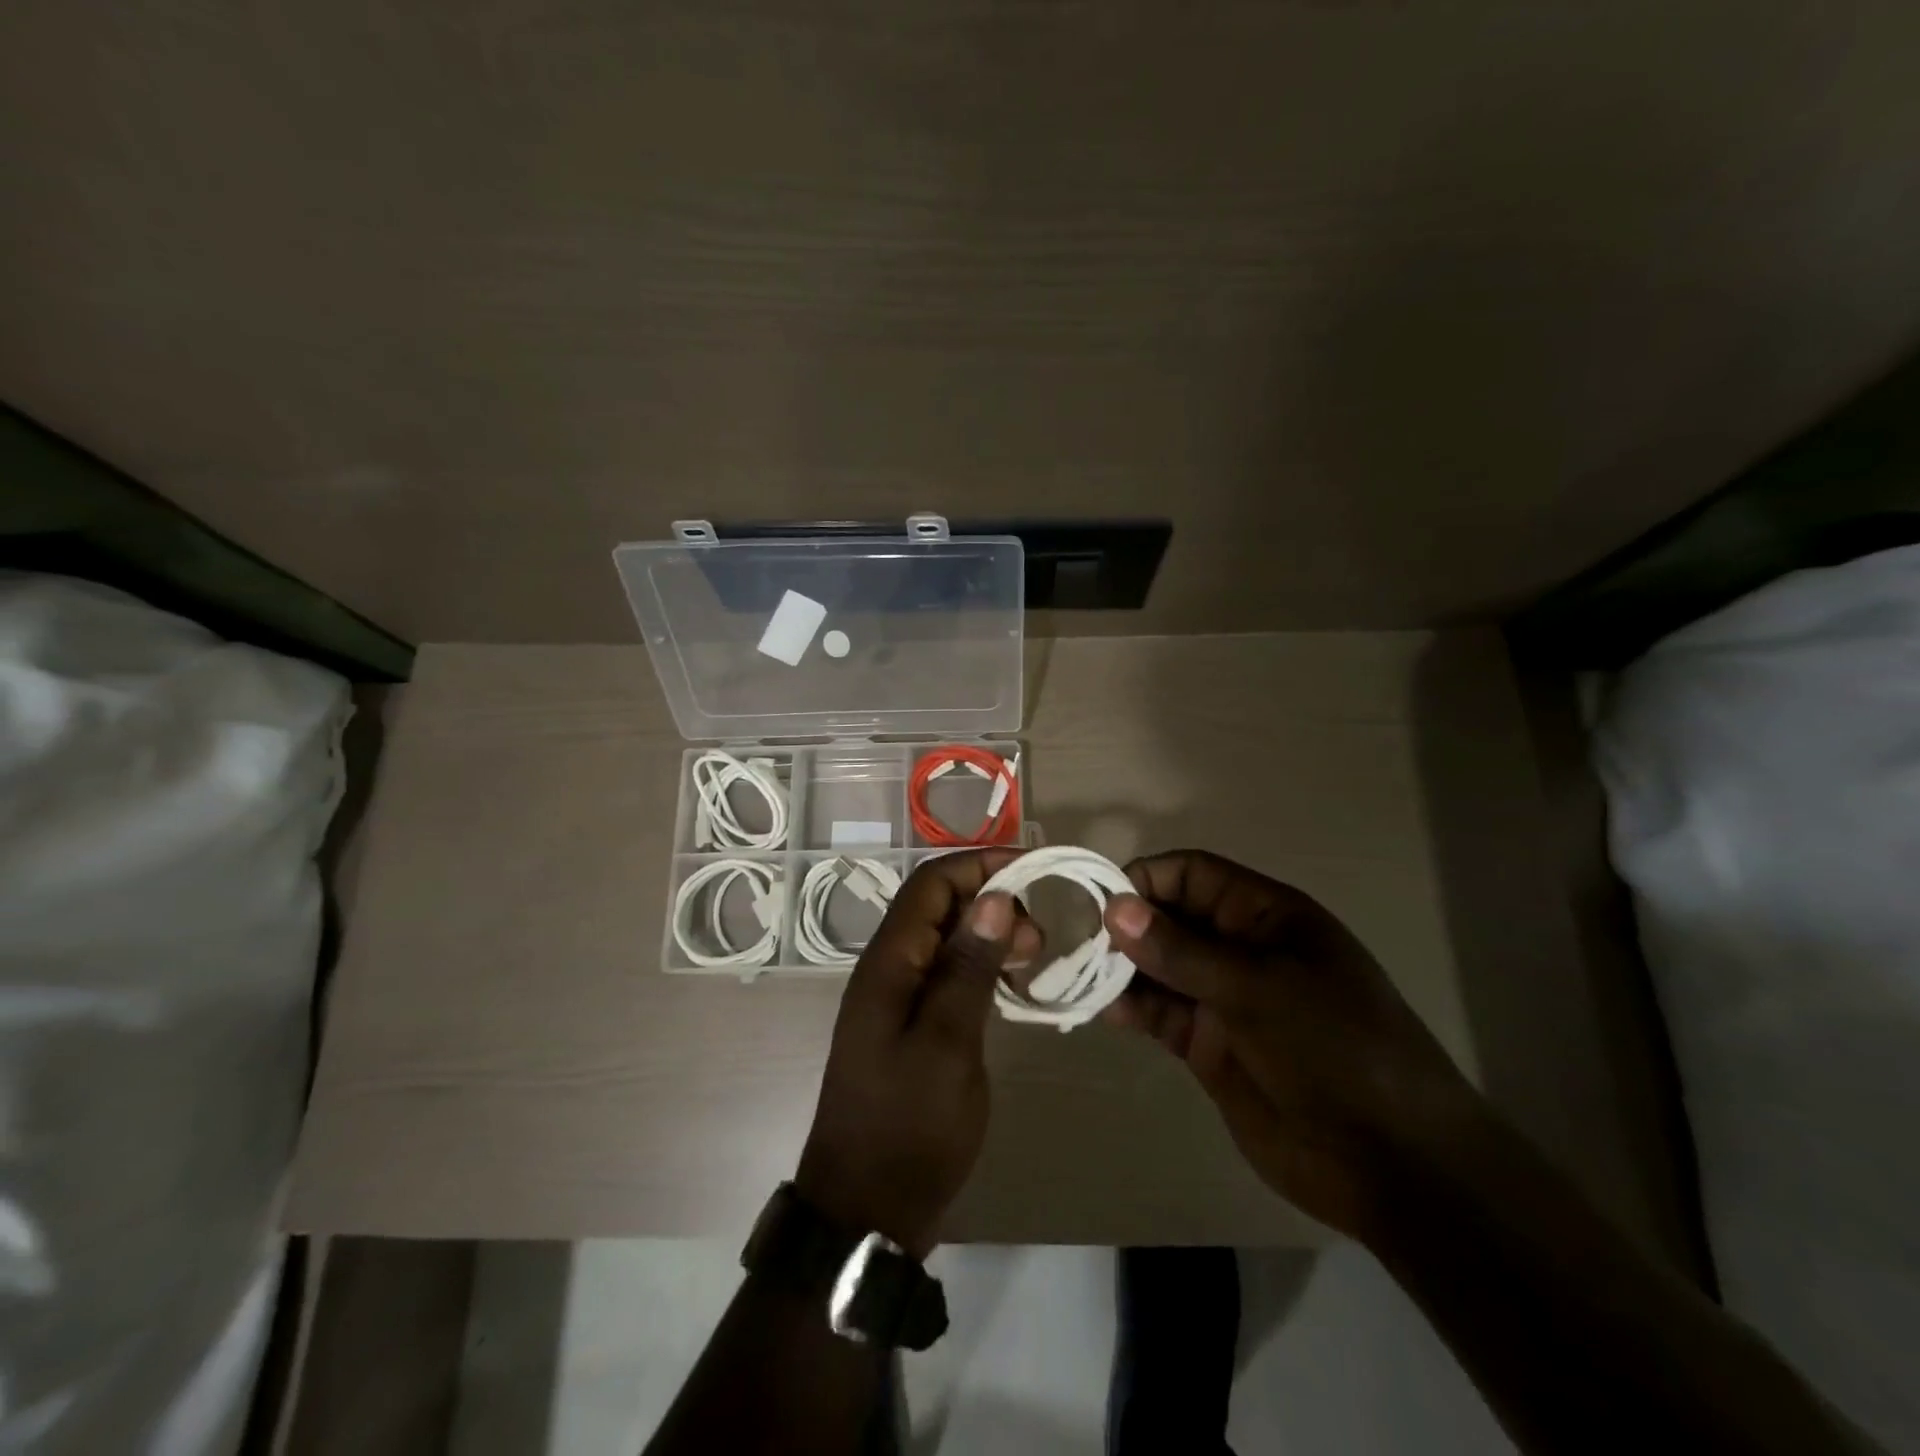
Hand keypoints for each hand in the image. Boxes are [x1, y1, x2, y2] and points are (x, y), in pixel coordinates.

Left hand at [795, 849, 1039, 1257]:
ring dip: (989, 936)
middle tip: (1040, 936)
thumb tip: (995, 898)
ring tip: (1034, 959)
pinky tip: (1010, 986)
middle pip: (939, 907)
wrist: (866, 1208)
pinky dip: (981, 969)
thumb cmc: (909, 1125)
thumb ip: (968, 967)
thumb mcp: (948, 1043)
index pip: (931, 883)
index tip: (1033, 870)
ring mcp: (898, 999)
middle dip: (991, 902)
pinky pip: (947, 976)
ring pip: (946, 940)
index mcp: (889, 962)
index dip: (979, 865)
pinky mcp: (911, 1026)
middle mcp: (889, 969)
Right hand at [1102, 850, 1482, 1239]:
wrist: (1392, 1163)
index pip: (1192, 874)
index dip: (1146, 880)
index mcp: (1265, 916)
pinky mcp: (1210, 1045)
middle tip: (1083, 946)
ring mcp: (1225, 998)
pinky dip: (1133, 1008)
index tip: (1102, 904)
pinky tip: (1108, 1012)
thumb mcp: (1257, 989)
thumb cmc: (1334, 1049)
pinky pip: (1162, 1013)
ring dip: (1124, 969)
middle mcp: (1240, 949)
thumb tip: (1115, 908)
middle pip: (1170, 918)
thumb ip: (1182, 951)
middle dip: (1128, 927)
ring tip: (1086, 980)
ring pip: (1160, 967)